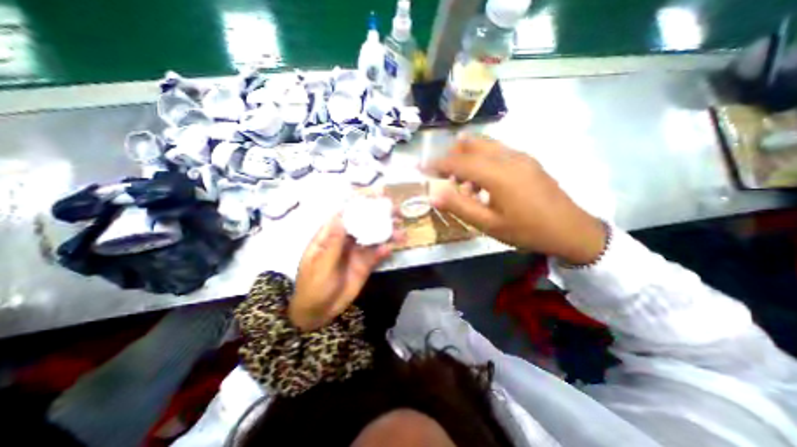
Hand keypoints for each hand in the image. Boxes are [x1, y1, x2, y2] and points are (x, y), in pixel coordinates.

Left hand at [292, 214, 392, 331]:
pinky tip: (392, 248)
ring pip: (373, 237)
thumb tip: (341, 217)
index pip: (345, 214)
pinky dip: (384, 250)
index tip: (377, 197)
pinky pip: (377, 254)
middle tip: (397, 212)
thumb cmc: (313, 286)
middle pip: (363, 222)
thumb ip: (333, 243)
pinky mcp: (365, 264)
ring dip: (387, 232)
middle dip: (380, 216)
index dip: (360, 203)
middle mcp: (346, 239)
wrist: (319, 312)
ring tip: (401, 232)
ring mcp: (357, 251)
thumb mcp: (320, 264)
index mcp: (330, 235)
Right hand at [426, 135, 607, 263]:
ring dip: (466, 157)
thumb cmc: (526, 231)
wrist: (571, 230)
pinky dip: (481, 159)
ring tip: (463, 183)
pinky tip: (483, 181)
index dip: (436, 163)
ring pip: (483, 144)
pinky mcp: (527, 159)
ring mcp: (520, 155)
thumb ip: (459, 206)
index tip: (420, 168)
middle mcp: (508, 157)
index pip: (457, 161)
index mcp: (497, 174)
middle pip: (470, 145)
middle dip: (450, 156)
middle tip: (442, 175)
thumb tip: (433, 193)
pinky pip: (496, 151)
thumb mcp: (488, 224)